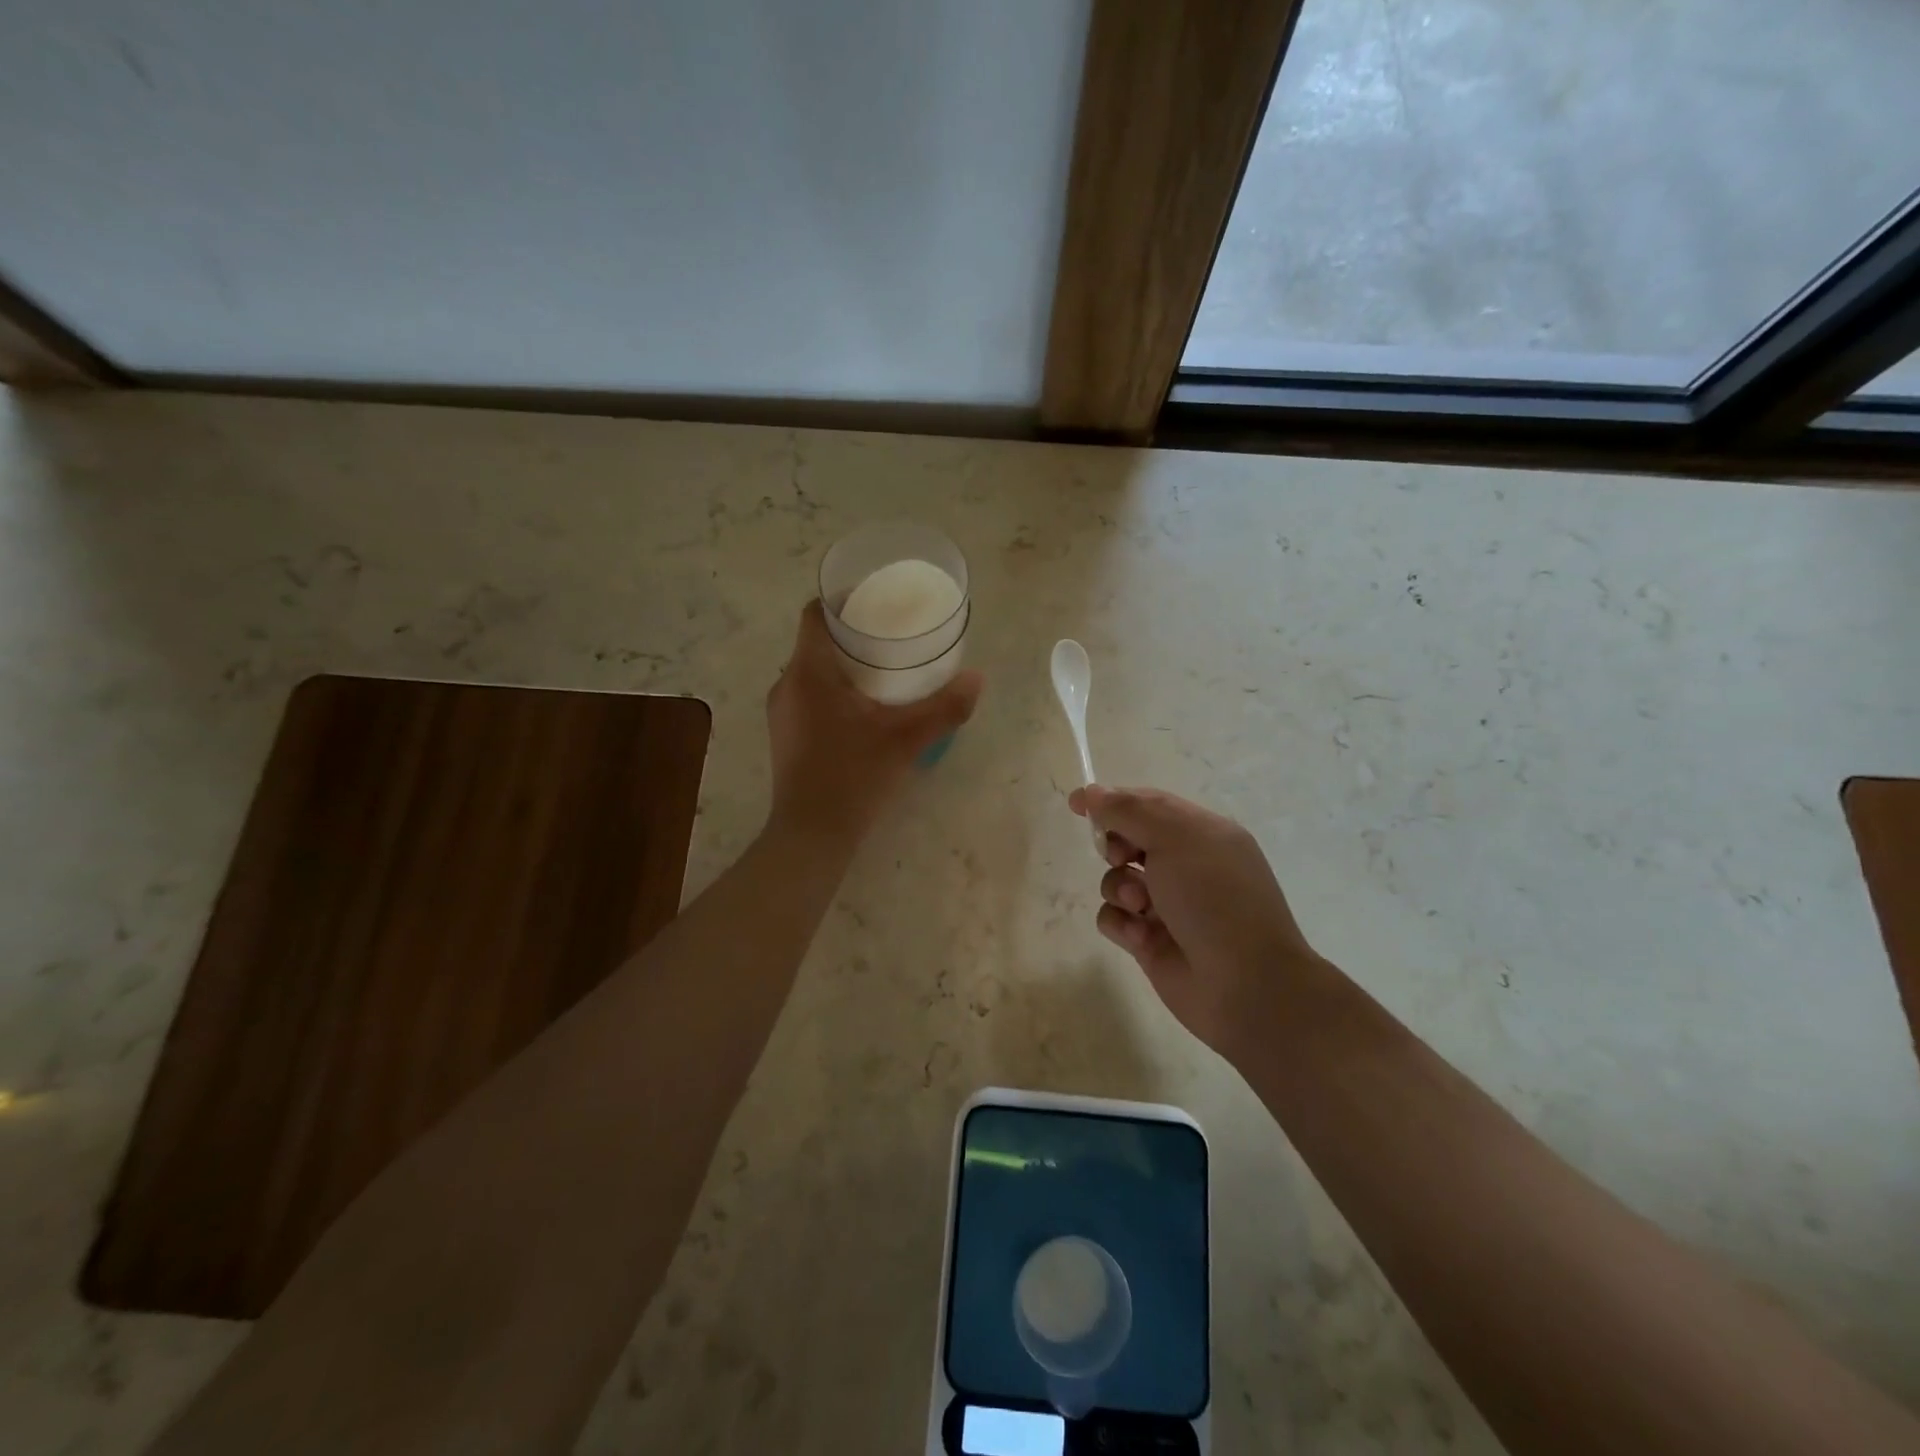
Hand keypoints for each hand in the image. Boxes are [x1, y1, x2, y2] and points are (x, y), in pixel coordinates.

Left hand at [766, 601, 982, 845]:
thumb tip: (977, 678)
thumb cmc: (853, 777)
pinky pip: (809, 695)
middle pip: (816, 640)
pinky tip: (864, 708)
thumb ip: (944, 707)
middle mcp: (787, 685)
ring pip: (812, 670)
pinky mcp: (786, 735)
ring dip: (844, 664)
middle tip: (892, 635)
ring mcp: (782, 713)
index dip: (843, 599)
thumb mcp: (906, 739)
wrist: (812, 835)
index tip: (876, 599)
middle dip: (853, 633)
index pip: (815, 613)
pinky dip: (834, 689)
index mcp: (808, 672)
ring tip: (884, 669)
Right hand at [1069, 784, 1320, 1057]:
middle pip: (1128, 840)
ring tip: (1139, 906)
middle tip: (1121, 856)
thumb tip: (1092, 792)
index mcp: (1202, 833)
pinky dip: (1122, 923)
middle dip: (1115, 846)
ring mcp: (1167, 904)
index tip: (1076, 804)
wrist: (1245, 984)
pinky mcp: (1149, 940)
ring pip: (1116, 880)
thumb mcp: (1175, 838)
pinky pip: (1114, 918)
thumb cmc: (1215, 898)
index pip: (1149, 804)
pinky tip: (1142, 937)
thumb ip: (1128, 810)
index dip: (1112, 800)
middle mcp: (1185, 865)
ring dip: (1118, 887)